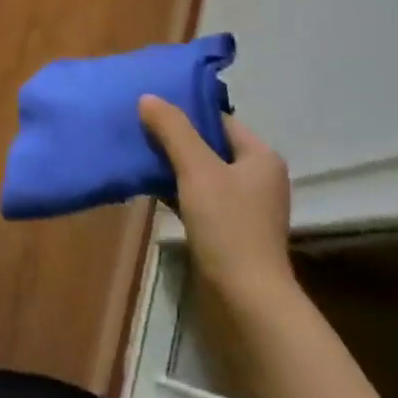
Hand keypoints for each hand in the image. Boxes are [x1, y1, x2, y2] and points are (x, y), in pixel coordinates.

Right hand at [139, 97, 294, 317]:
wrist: (245, 299)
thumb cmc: (228, 226)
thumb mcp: (197, 170)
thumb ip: (173, 130)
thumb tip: (148, 98)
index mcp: (260, 157)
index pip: (219, 120)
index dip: (186, 112)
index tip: (150, 107)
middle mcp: (257, 178)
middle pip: (209, 146)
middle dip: (174, 138)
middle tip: (138, 128)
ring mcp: (243, 207)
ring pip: (200, 173)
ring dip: (172, 165)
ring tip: (137, 154)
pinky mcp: (228, 230)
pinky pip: (198, 198)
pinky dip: (176, 191)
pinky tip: (149, 188)